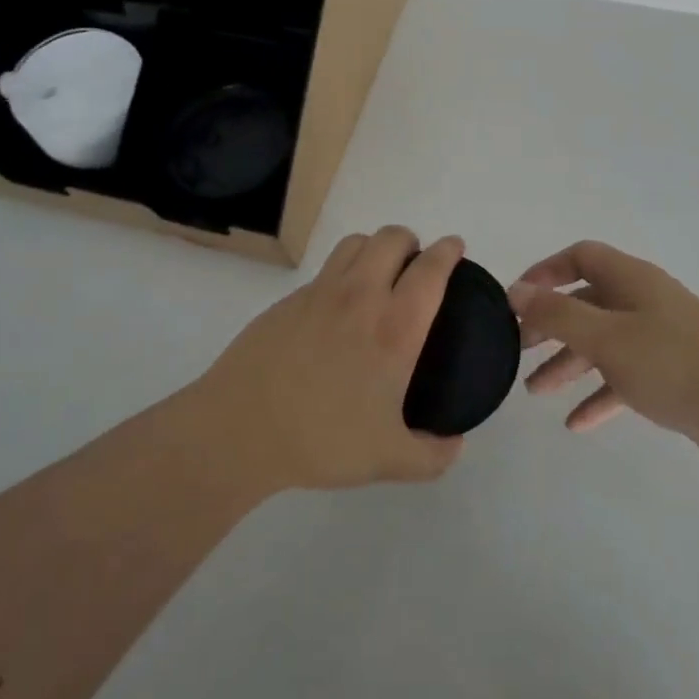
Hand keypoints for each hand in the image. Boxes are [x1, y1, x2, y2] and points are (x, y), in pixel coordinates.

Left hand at [198, 226, 465, 490]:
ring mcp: (321, 292)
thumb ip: (432, 456)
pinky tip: (338, 308)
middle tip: (416, 266)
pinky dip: (343, 271)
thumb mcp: (388, 460)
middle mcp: (361, 296)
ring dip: (376, 247)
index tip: (455, 248)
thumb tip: (456, 444)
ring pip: (356, 242)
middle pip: (392, 238)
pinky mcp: (289, 299)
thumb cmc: (322, 439)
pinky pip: (326, 268)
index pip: (430, 269)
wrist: (241, 429)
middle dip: (412, 241)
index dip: (448, 251)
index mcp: (394, 327)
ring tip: (379, 273)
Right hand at [509, 241, 698, 459]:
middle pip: (586, 302)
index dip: (546, 271)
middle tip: (519, 348)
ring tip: (535, 391)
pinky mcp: (671, 373)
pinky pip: (624, 376)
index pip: (581, 257)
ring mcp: (659, 337)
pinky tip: (576, 423)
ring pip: (602, 342)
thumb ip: (558, 315)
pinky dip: (599, 394)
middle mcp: (643, 301)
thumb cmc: (672, 363)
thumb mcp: (606, 337)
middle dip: (550, 324)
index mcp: (631, 280)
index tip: (518, 299)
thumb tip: (516, 291)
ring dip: (568, 363)